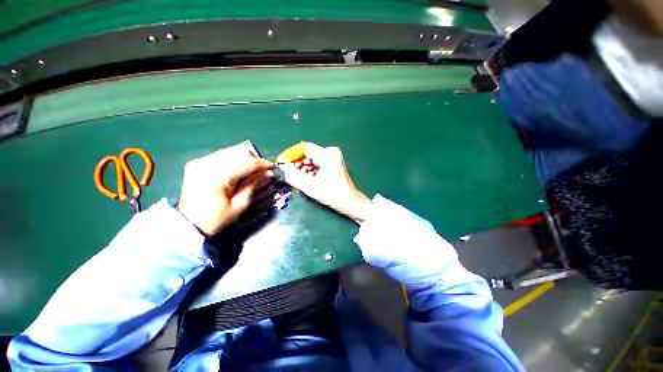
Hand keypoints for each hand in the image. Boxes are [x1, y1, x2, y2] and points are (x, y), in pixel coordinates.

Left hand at [178, 143, 272, 235]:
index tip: (272, 167)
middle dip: (253, 160)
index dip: (261, 164)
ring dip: (244, 159)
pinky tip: (238, 169)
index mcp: (216, 177)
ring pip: (229, 152)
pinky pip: (221, 156)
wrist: (188, 224)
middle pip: (237, 153)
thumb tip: (267, 173)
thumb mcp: (240, 204)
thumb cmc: (217, 218)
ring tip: (252, 170)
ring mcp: (199, 162)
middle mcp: (206, 164)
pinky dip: (233, 160)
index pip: (245, 163)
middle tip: (263, 170)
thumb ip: (253, 185)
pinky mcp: (197, 163)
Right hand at [280, 142, 373, 223]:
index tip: (281, 163)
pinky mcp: (332, 164)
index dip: (291, 155)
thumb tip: (282, 166)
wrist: (349, 203)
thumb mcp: (310, 186)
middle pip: (308, 155)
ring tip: (297, 181)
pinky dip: (309, 172)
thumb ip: (293, 176)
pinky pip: (316, 165)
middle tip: (289, 175)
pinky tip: (305, 181)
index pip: (304, 148)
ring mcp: (332, 158)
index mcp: (328, 154)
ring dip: (302, 170)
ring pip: (311, 160)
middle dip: (297, 165)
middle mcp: (331, 152)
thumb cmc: (332, 194)